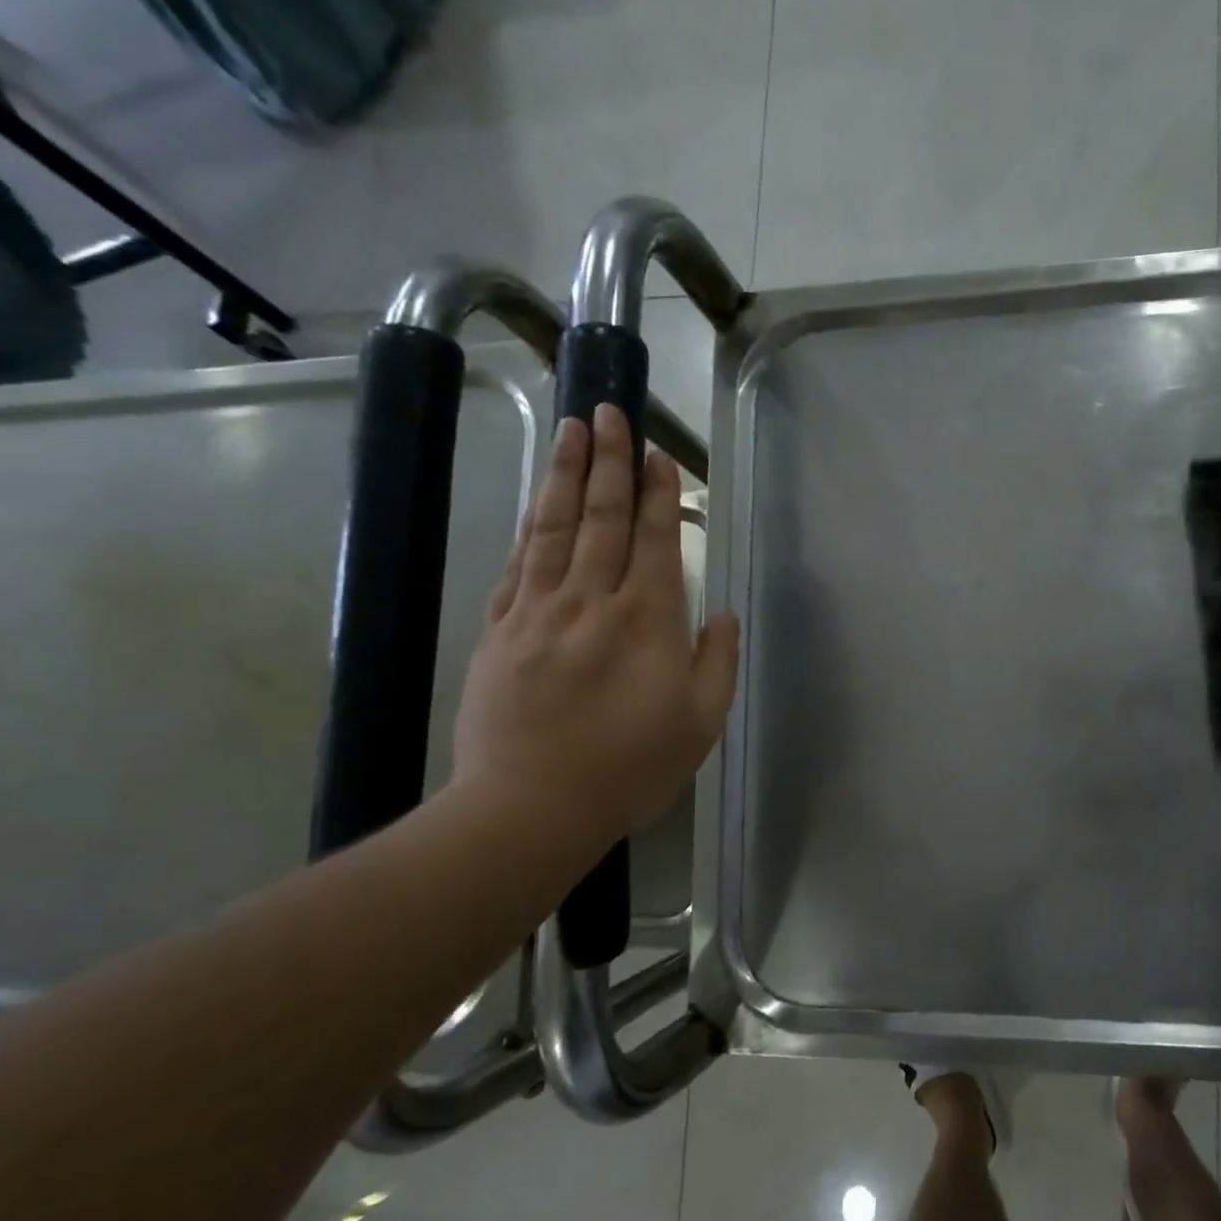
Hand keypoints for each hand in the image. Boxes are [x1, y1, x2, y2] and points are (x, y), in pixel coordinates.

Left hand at [452, 402, 739, 852]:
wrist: (530, 808)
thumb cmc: (630, 769)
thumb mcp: (700, 723)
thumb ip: (717, 662)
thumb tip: (722, 614)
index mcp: (646, 622)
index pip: (652, 540)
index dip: (656, 494)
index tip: (657, 455)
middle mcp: (591, 602)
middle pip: (601, 519)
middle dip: (609, 462)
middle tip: (610, 413)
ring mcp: (537, 612)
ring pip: (554, 530)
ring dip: (565, 476)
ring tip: (572, 432)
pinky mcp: (498, 632)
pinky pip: (517, 566)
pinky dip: (530, 528)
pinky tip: (536, 505)